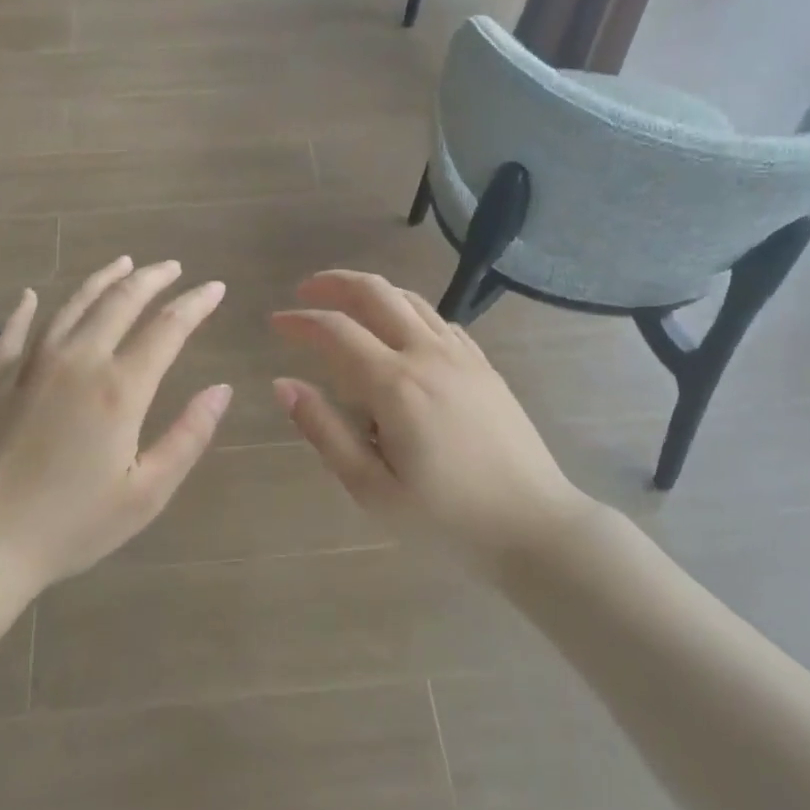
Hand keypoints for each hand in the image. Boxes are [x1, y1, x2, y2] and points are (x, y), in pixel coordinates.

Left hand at [0, 258, 230, 597]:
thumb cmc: (72, 525)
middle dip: (153, 279)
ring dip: (103, 280)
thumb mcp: (146, 493)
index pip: (168, 328)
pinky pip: (13, 330)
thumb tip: (222, 389)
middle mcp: (77, 360)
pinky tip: (33, 295)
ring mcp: (30, 364)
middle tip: (173, 268)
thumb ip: (188, 435)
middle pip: (121, 302)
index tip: (214, 287)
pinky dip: (27, 308)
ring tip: (124, 263)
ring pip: (72, 304)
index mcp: (119, 388)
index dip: (195, 303)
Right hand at [271, 271, 586, 574]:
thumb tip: (283, 385)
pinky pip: (439, 319)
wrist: (534, 525)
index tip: (275, 323)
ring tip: (344, 302)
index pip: (335, 331)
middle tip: (305, 291)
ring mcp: (461, 356)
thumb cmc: (446, 518)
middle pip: (375, 293)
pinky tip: (399, 331)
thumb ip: (324, 430)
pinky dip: (407, 311)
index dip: (300, 322)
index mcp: (395, 385)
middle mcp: (427, 355)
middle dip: (334, 284)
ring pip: (409, 299)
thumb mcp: (372, 488)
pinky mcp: (483, 365)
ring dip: (370, 291)